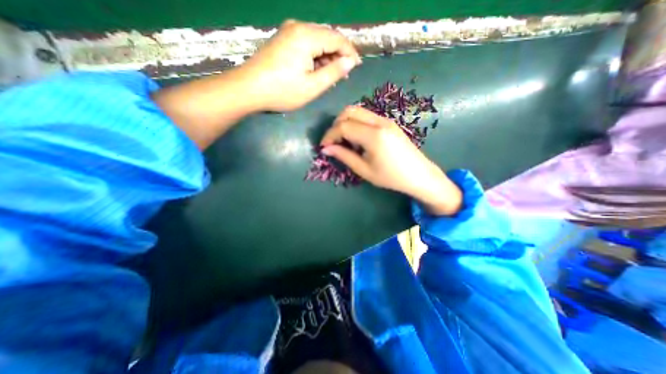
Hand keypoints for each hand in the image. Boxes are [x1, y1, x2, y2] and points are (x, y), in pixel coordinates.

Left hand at [241, 21, 361, 111]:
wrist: (248, 89)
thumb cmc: (283, 91)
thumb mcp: (313, 86)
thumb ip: (334, 72)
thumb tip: (350, 62)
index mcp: (307, 36)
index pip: (337, 38)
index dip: (350, 52)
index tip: (357, 67)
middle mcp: (298, 27)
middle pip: (327, 37)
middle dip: (338, 55)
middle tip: (343, 75)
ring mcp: (288, 32)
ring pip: (317, 41)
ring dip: (327, 57)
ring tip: (330, 76)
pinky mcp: (282, 40)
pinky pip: (306, 44)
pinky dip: (315, 57)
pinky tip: (316, 71)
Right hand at [323, 106, 464, 214]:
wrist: (419, 175)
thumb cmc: (391, 177)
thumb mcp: (364, 170)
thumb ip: (344, 156)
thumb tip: (326, 149)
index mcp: (373, 135)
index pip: (343, 126)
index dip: (330, 135)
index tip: (323, 147)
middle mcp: (379, 122)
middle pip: (349, 111)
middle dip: (336, 125)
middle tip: (333, 142)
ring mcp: (386, 120)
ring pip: (358, 111)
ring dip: (346, 123)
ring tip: (345, 142)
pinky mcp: (389, 122)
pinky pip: (366, 116)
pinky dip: (356, 124)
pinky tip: (358, 140)